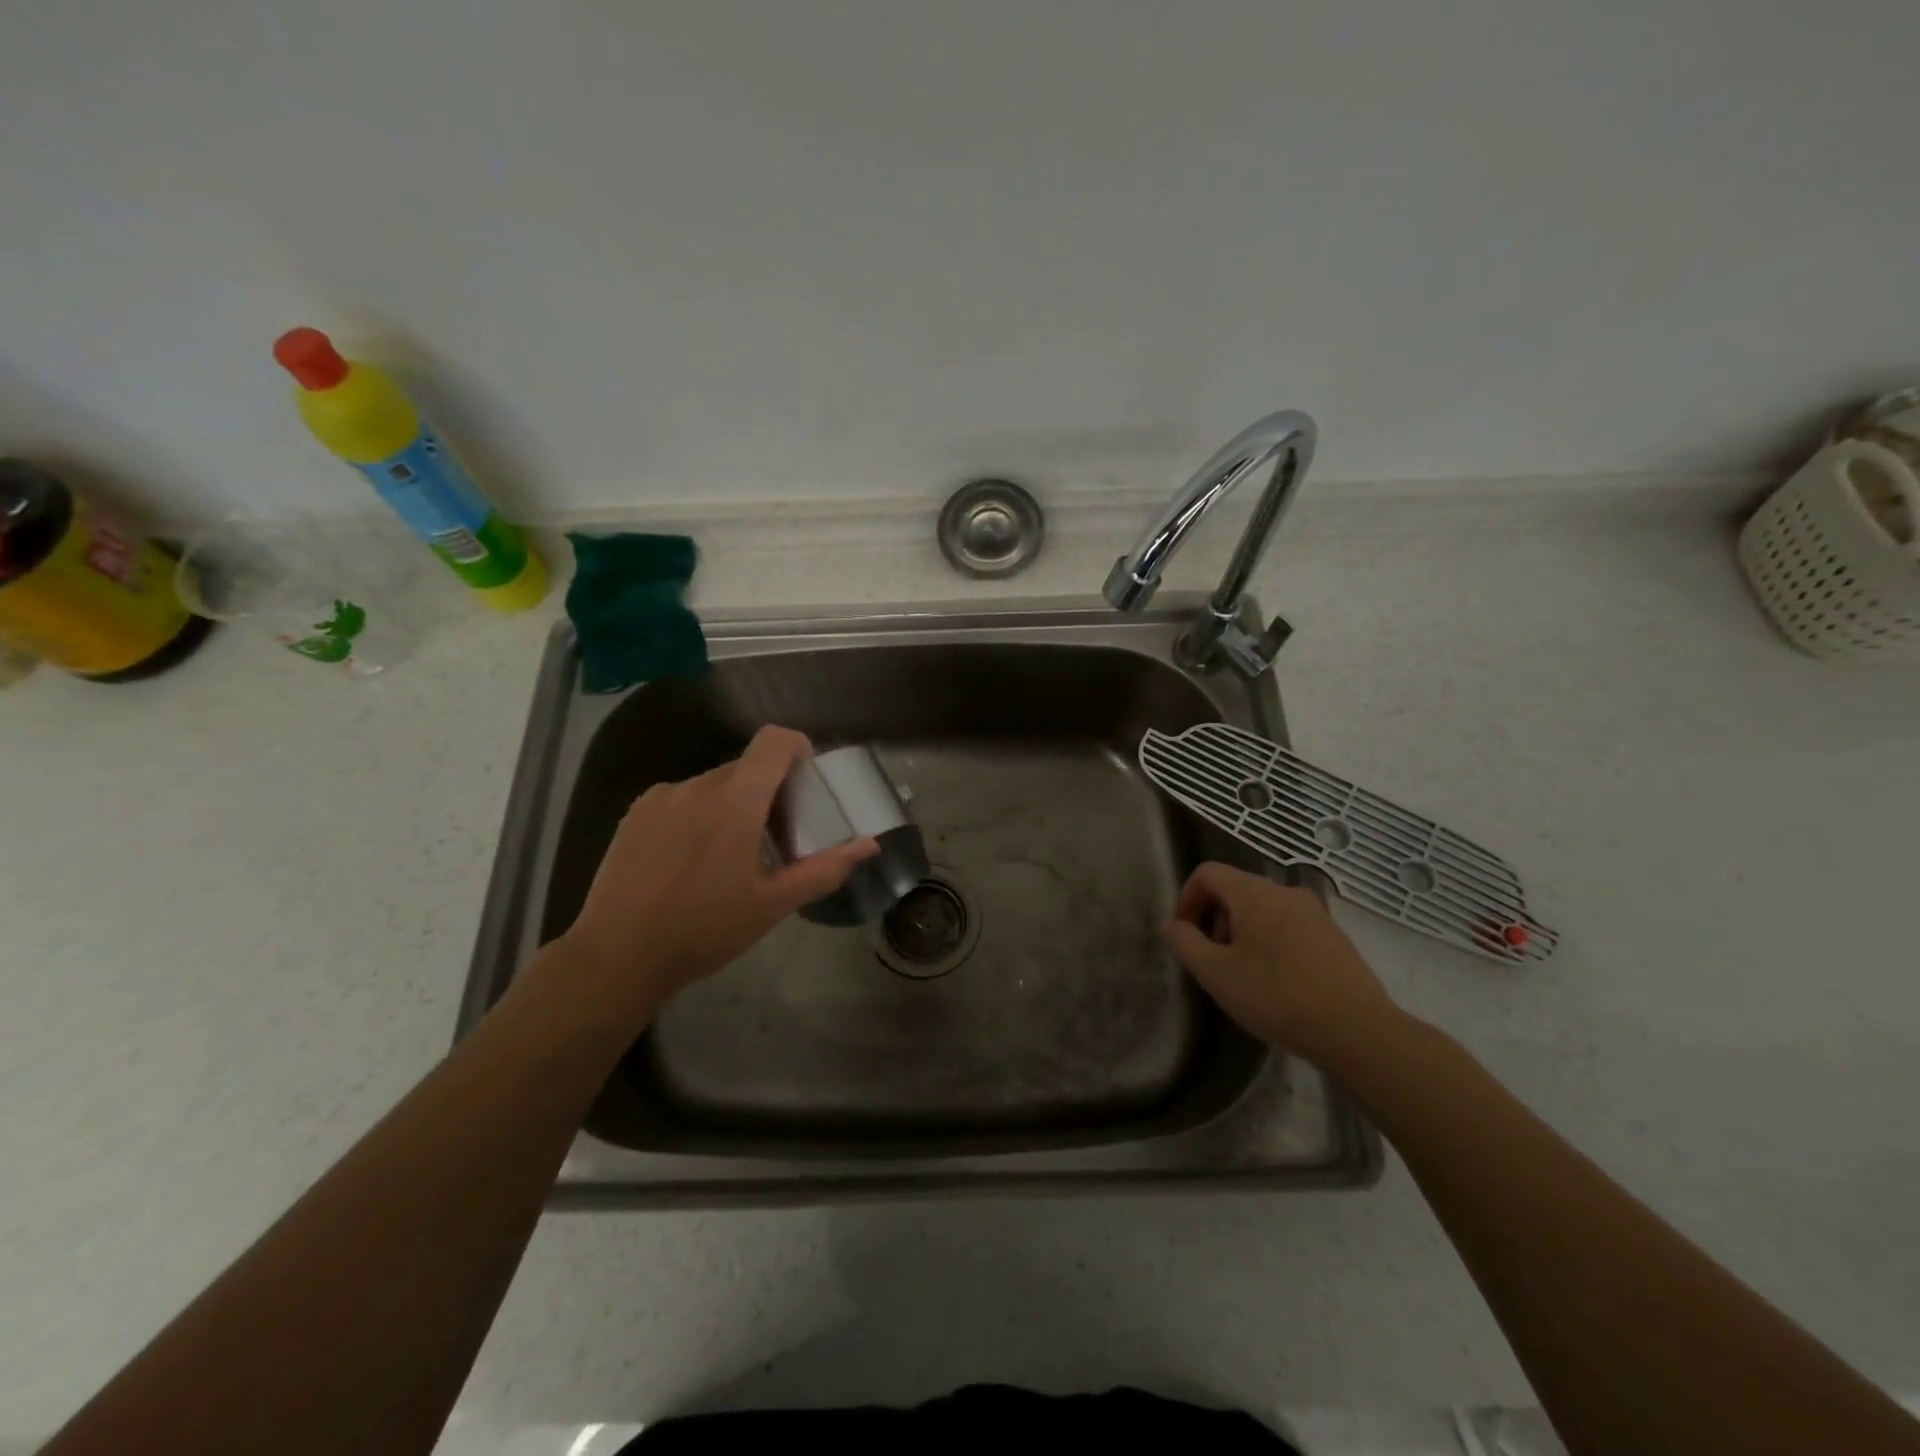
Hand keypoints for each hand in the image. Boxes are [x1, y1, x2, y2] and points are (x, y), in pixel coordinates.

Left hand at [554, 725, 877, 1008]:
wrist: (616, 957)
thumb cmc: (704, 930)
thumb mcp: (773, 905)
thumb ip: (825, 868)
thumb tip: (870, 843)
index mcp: (735, 802)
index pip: (774, 741)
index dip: (798, 748)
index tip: (806, 784)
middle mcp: (697, 786)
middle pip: (747, 767)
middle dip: (770, 791)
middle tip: (774, 839)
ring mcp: (661, 797)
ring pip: (714, 784)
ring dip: (733, 805)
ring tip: (728, 857)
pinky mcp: (635, 813)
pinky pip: (682, 798)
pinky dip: (700, 814)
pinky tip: (690, 861)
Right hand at [1162, 862, 1401, 1068]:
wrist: (1357, 1031)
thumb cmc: (1277, 997)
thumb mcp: (1216, 973)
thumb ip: (1185, 942)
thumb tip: (1173, 924)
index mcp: (1254, 893)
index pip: (1208, 873)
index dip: (1187, 898)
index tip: (1185, 935)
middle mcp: (1285, 892)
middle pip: (1235, 889)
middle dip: (1215, 919)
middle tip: (1214, 960)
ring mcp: (1315, 912)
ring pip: (1263, 908)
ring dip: (1242, 933)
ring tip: (1244, 975)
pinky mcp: (1334, 935)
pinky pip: (1288, 925)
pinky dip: (1270, 942)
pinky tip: (1277, 983)